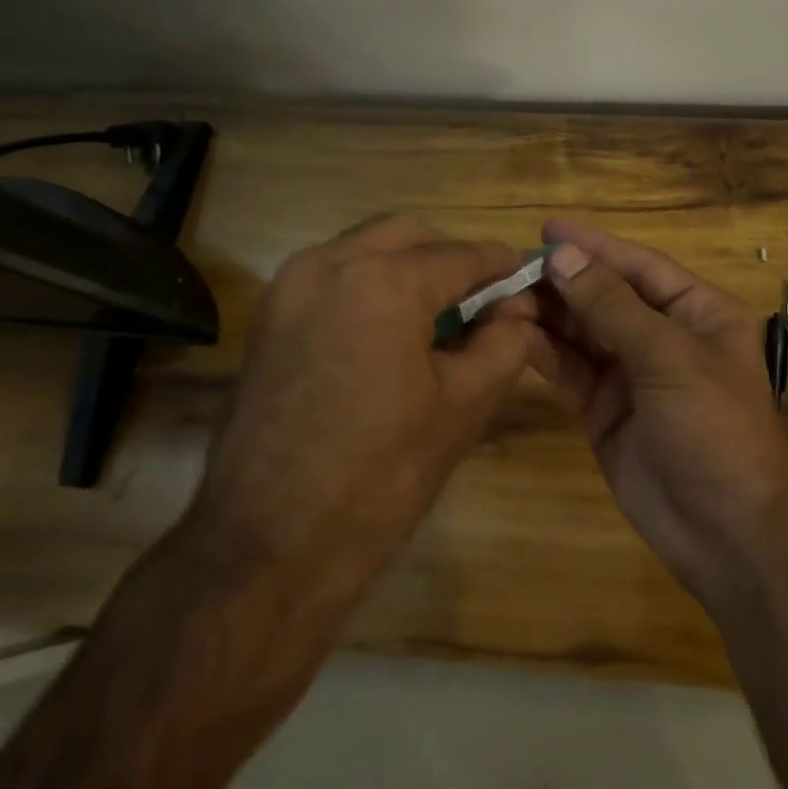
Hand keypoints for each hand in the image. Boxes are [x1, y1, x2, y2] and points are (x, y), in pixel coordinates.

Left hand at [179, 215, 545, 609]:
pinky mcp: (269, 316)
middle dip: (449, 258)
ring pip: (365, 248)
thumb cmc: (377, 479)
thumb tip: (519, 310)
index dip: (499, 264)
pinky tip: (389, 331)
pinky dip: (369, 284)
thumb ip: (504, 344)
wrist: (263, 552)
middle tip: (481, 298)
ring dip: (406, 266)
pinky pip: (333, 276)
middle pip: (408, 236)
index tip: (524, 274)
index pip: (459, 255)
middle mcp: (331, 263)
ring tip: (437, 315)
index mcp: (383, 281)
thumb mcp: (461, 408)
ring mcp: (290, 287)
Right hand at [534, 219, 787, 603]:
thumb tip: (561, 256)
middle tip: (511, 269)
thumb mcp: (668, 357)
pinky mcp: (605, 411)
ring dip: (546, 316)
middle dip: (562, 283)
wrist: (730, 538)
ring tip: (502, 300)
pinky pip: (571, 371)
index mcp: (696, 312)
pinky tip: (514, 337)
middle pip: (604, 296)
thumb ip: (611, 306)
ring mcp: (632, 375)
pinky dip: (544, 354)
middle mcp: (663, 336)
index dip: (594, 246)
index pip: (638, 266)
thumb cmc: (714, 428)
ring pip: (582, 333)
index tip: (548, 229)